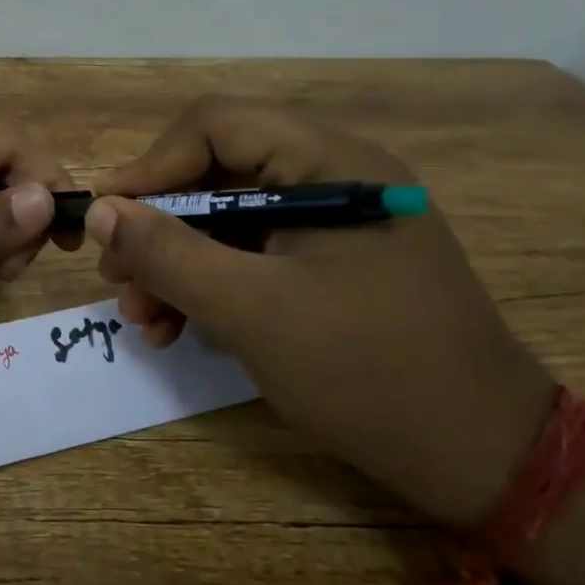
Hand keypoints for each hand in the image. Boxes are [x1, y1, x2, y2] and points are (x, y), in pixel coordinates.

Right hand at [86, 97, 554, 524]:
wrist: (483, 457)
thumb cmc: (369, 372)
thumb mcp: (252, 311)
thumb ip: (169, 254)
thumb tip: (101, 210)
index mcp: (330, 162)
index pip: (216, 126)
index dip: (151, 166)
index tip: (107, 220)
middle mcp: (334, 176)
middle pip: (218, 174)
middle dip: (158, 227)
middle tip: (117, 279)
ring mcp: (336, 223)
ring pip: (229, 220)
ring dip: (177, 263)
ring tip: (143, 319)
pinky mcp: (334, 265)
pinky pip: (255, 255)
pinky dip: (212, 285)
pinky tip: (181, 329)